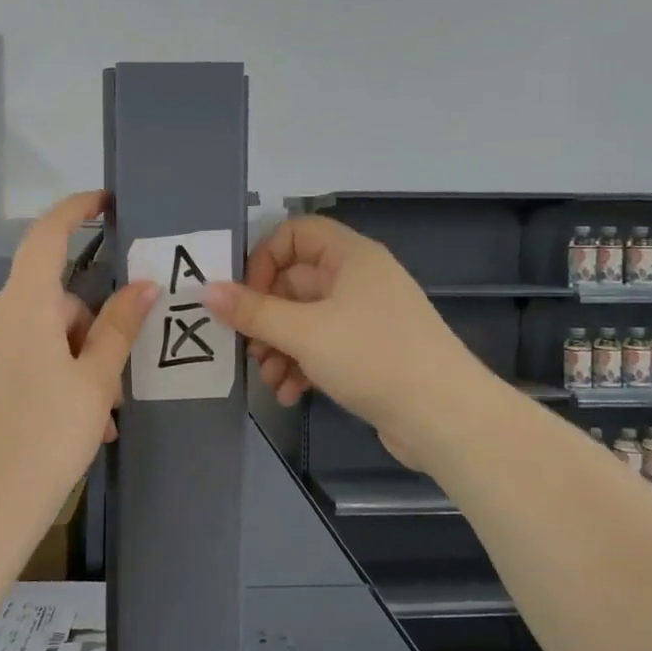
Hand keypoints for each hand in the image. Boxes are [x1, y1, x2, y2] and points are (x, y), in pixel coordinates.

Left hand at [0, 192, 158, 517]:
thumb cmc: (44, 438)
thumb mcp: (94, 382)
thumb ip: (119, 328)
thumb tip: (144, 285)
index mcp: (22, 306)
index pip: (47, 238)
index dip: (75, 211)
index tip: (104, 202)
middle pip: (54, 301)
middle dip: (91, 333)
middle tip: (117, 388)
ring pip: (40, 337)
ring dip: (74, 364)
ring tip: (98, 419)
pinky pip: (20, 360)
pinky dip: (49, 378)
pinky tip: (69, 425)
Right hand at [204, 216, 477, 473]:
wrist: (445, 417)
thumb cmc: (372, 357)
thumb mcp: (304, 332)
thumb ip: (252, 311)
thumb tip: (206, 290)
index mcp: (350, 257)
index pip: (295, 234)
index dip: (264, 259)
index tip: (244, 295)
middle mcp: (358, 280)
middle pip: (294, 282)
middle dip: (266, 317)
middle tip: (249, 348)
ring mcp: (365, 318)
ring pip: (305, 320)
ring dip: (279, 348)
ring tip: (270, 379)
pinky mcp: (369, 352)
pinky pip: (323, 347)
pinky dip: (302, 365)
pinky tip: (291, 394)